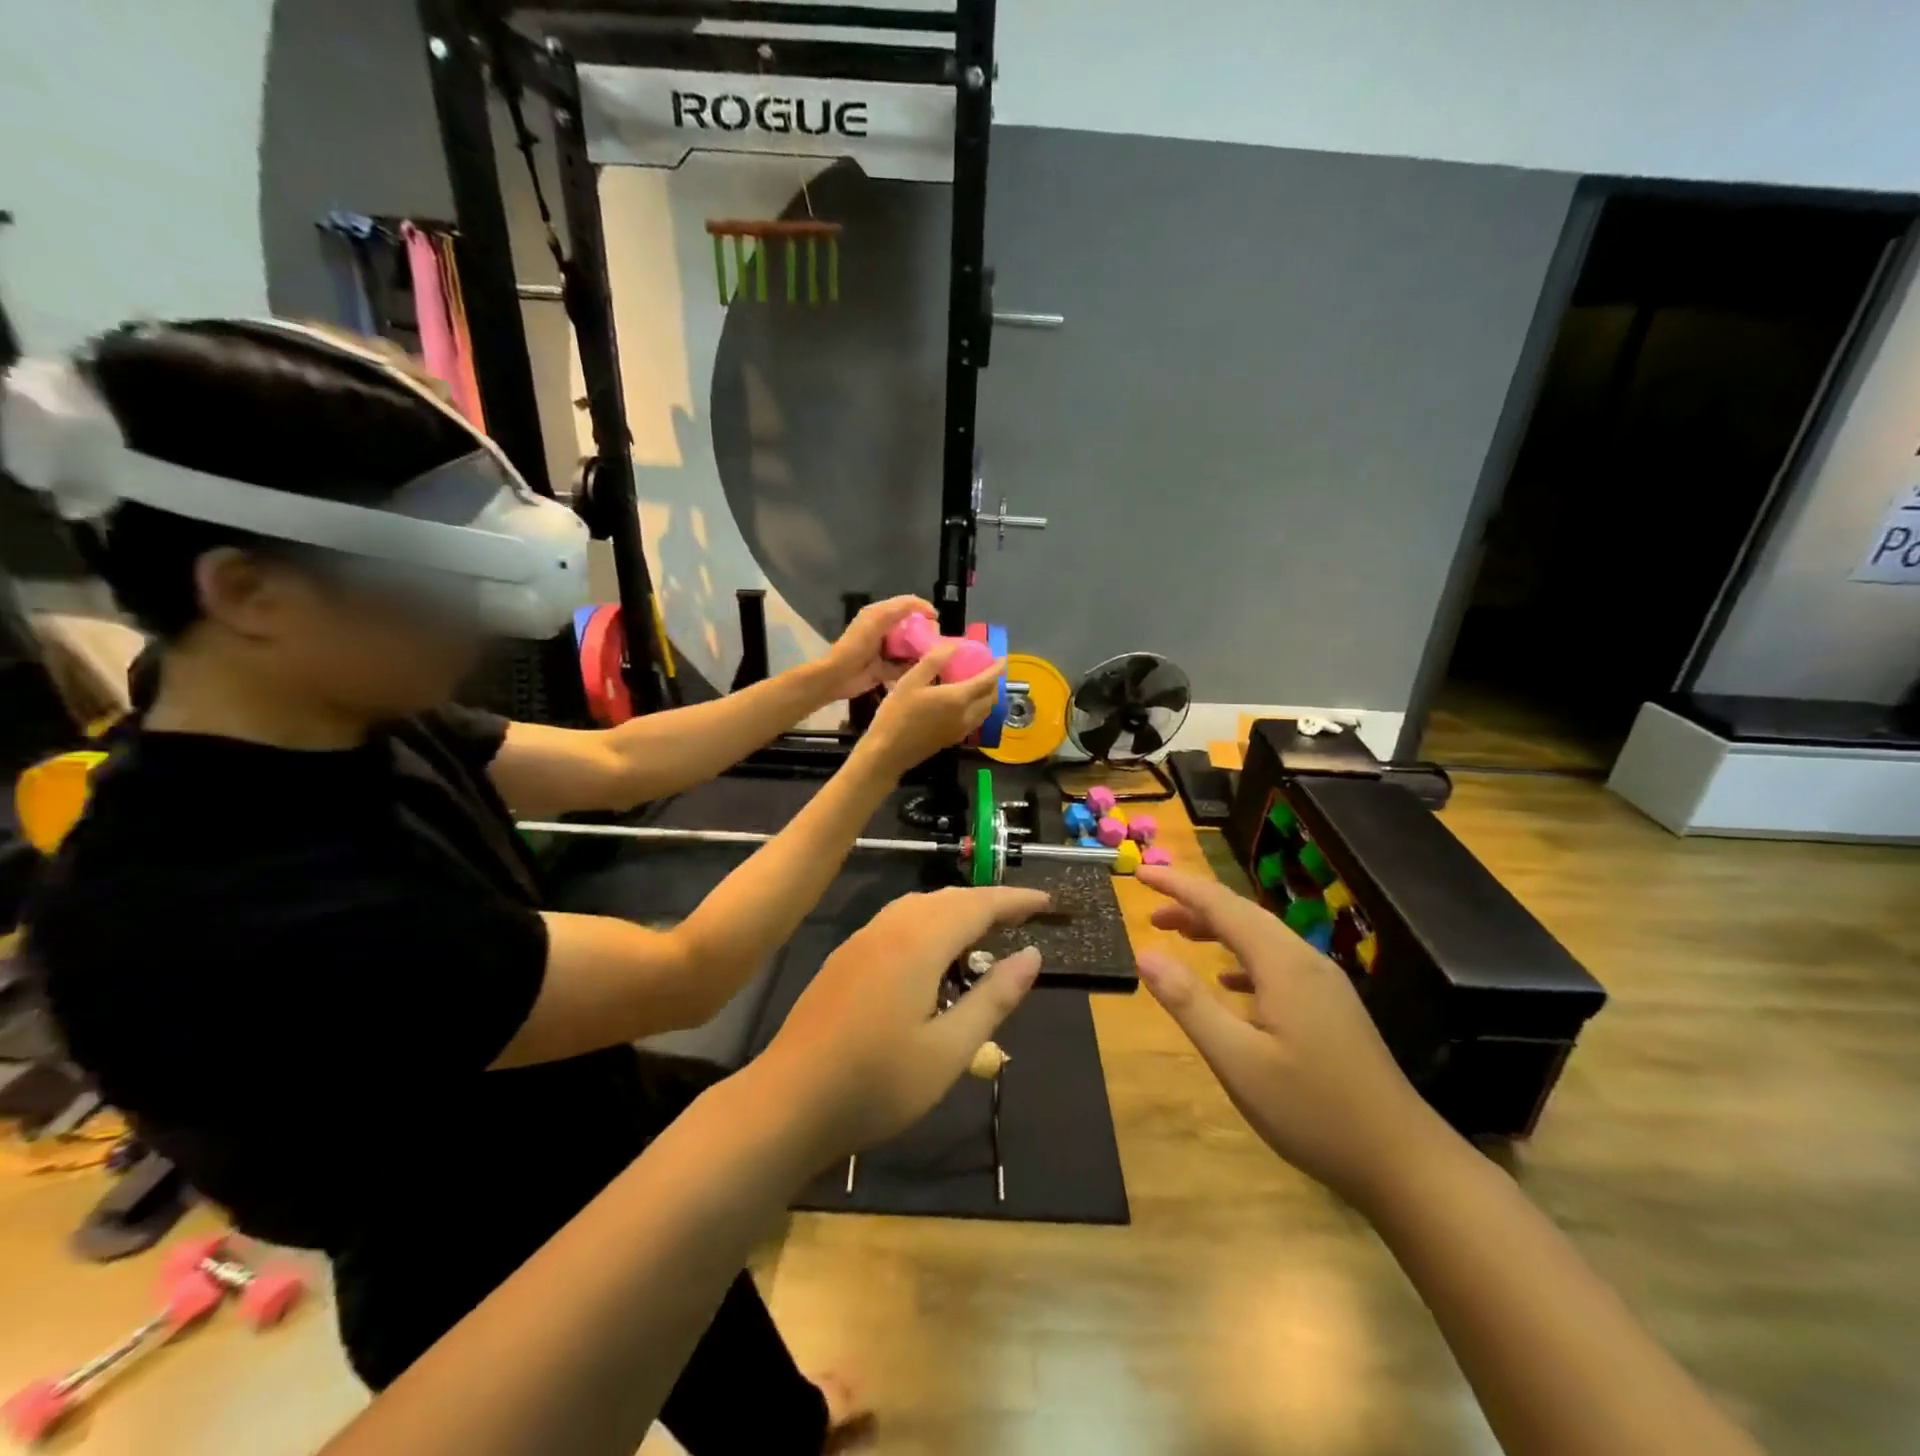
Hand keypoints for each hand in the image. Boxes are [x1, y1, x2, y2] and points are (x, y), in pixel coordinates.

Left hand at [759, 886, 1050, 1159]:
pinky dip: (929, 924)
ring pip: (919, 906)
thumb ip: (993, 998)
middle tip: (1022, 919)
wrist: (787, 1101)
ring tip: (984, 935)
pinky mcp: (845, 958)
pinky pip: (898, 921)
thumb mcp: (949, 1050)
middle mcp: (889, 928)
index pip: (978, 905)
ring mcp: (862, 941)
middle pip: (948, 898)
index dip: (1014, 901)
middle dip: (988, 902)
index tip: (1047, 904)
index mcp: (918, 943)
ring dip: (956, 911)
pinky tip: (933, 958)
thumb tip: (1032, 956)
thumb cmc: (876, 1083)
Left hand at [817, 596, 935, 699]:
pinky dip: (913, 668)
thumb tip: (927, 609)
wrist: (837, 677)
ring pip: (911, 647)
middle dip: (925, 631)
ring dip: (922, 650)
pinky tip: (924, 669)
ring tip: (935, 655)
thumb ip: (900, 609)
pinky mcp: (886, 669)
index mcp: (880, 615)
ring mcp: (886, 651)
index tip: (936, 619)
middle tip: (936, 640)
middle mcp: (884, 630)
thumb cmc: (855, 646)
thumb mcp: (877, 621)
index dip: (922, 609)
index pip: (907, 605)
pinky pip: (905, 666)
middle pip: (912, 627)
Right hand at [861, 642, 1002, 774]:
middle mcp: (966, 715)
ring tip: (982, 686)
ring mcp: (961, 730)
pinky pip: (976, 722)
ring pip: (985, 712)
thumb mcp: (910, 681)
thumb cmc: (897, 714)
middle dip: (995, 683)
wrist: (888, 753)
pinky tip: (968, 705)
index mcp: (957, 698)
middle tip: (990, 671)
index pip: (986, 681)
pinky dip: (980, 710)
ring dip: (989, 698)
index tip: (1002, 658)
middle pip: (990, 698)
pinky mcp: (953, 739)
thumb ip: (933, 661)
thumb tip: (954, 645)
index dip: (997, 669)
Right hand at [1134, 866, 1448, 1210]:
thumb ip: (1189, 1003)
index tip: (1140, 874)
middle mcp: (1305, 961)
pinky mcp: (1330, 1007)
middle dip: (1193, 903)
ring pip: (1260, 937)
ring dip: (1216, 929)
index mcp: (1282, 964)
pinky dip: (1241, 958)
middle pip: (1242, 913)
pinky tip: (1228, 982)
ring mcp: (1323, 984)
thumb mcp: (1237, 1061)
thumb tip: (1144, 953)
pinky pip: (1276, 963)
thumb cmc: (1313, 1112)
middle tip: (1150, 910)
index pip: (1220, 904)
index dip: (1177, 885)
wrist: (1404, 1163)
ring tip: (1177, 935)